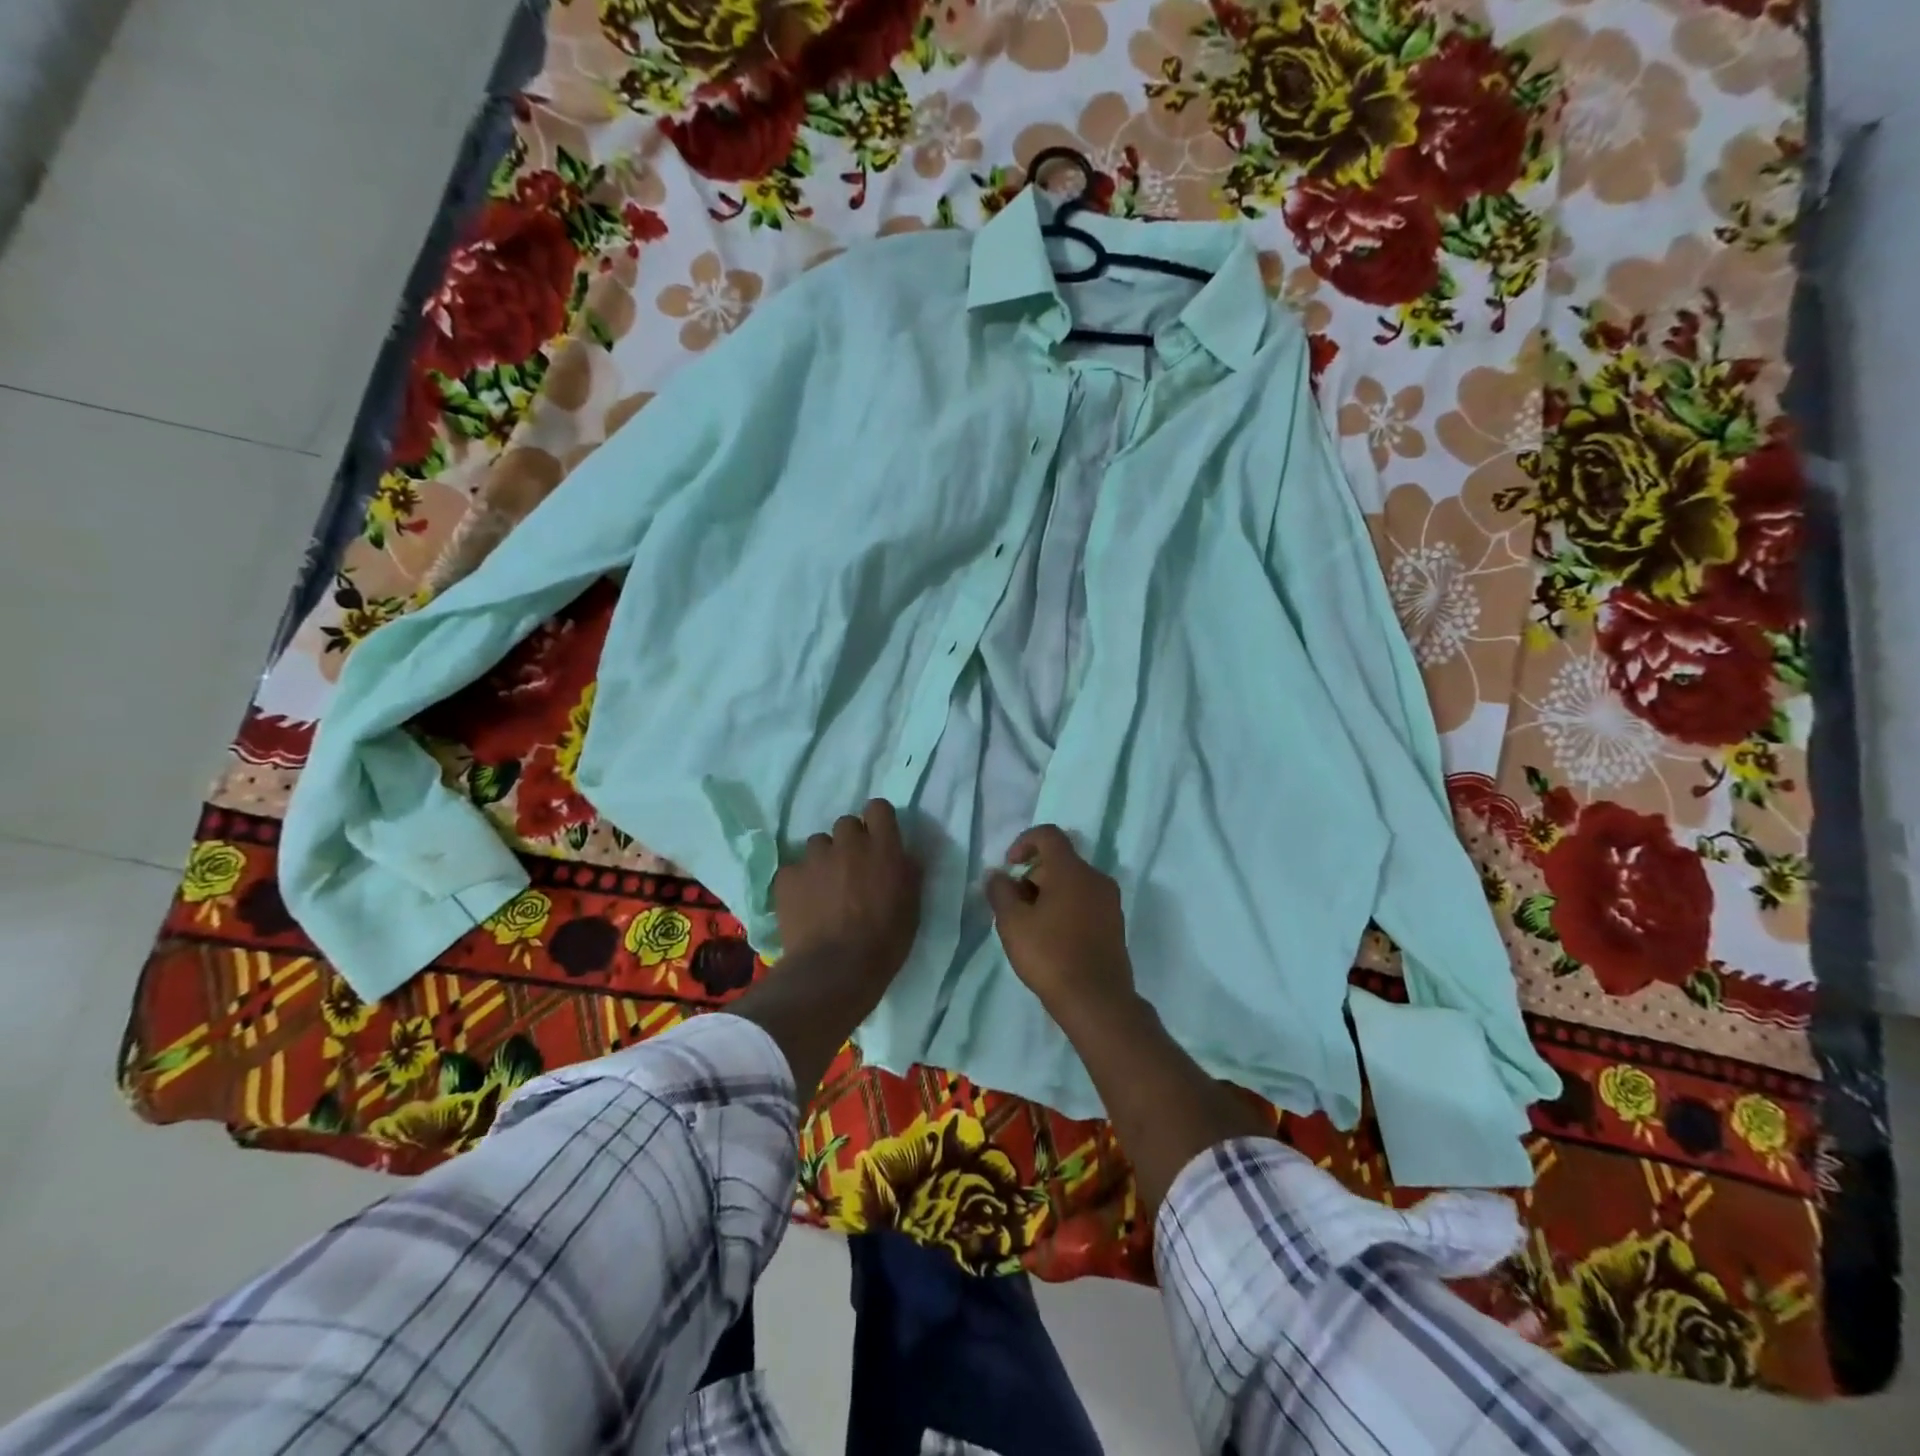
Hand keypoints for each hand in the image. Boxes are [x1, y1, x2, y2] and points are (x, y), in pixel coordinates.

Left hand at [773, 799, 921, 999]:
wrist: (835, 970)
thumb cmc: (885, 941)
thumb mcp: (912, 906)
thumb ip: (907, 872)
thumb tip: (902, 856)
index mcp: (883, 847)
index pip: (879, 808)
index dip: (877, 822)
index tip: (878, 840)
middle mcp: (848, 843)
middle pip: (846, 823)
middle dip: (849, 841)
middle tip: (852, 870)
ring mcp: (814, 858)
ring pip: (818, 844)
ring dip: (823, 860)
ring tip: (824, 889)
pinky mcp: (787, 877)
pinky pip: (794, 870)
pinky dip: (799, 883)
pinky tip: (804, 906)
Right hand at [985, 825, 1134, 1022]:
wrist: (1097, 1001)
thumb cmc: (1050, 956)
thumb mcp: (1013, 923)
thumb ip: (1000, 892)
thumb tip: (997, 874)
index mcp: (1072, 870)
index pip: (1048, 835)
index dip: (1024, 842)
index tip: (1009, 867)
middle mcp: (1096, 878)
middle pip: (1060, 861)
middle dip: (1032, 875)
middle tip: (1014, 906)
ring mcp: (1110, 902)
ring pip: (1073, 883)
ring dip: (1048, 894)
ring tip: (1030, 926)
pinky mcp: (1115, 924)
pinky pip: (1086, 902)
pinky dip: (1066, 908)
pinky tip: (1052, 939)